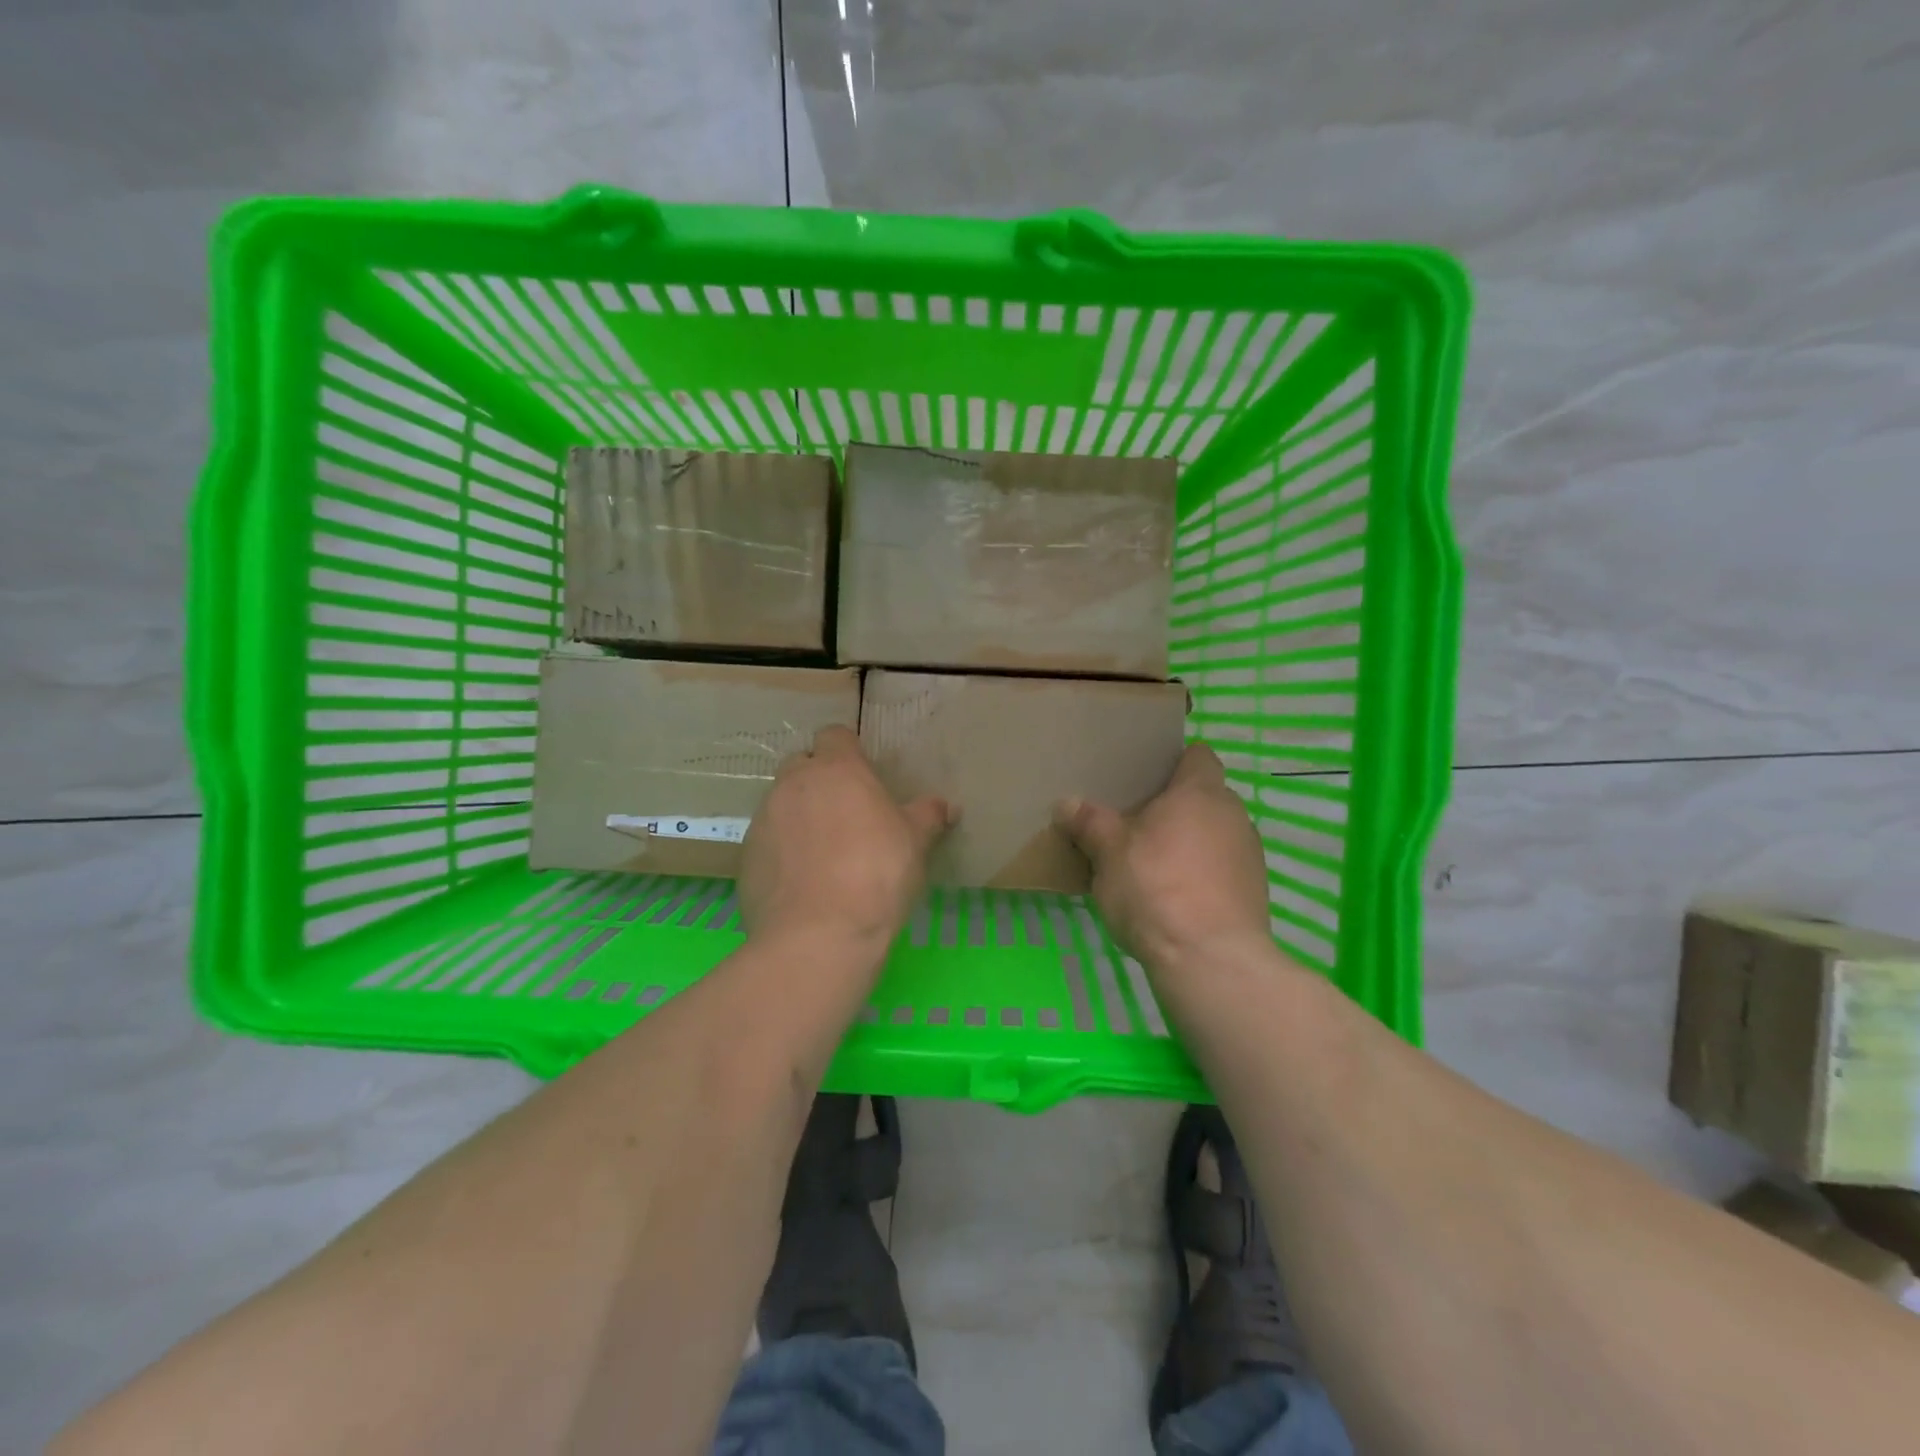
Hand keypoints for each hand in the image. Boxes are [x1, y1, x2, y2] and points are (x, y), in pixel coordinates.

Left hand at [740, 725, 953, 960]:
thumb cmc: (877, 874)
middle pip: (801, 765)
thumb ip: (927, 816)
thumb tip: (947, 806)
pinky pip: (767, 842)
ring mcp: (764, 819)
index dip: (848, 751)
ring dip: (798, 816)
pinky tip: (802, 882)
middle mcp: (794, 784)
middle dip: (818, 780)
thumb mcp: (915, 843)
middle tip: (845, 813)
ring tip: (823, 853)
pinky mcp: (746, 856)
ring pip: (781, 803)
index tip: (863, 774)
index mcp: (837, 769)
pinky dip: (781, 852)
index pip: (835, 735)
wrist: (819, 934)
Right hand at [1054, 744, 1275, 977]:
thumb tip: (1066, 803)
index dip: (1175, 762)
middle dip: (1175, 808)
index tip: (1146, 777)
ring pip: (1214, 835)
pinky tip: (1174, 899)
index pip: (1198, 756)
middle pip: (1204, 798)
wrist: (1210, 960)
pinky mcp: (1254, 893)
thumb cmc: (1155, 888)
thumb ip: (1089, 823)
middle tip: (1136, 825)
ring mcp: (1249, 855)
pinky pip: (1222, 870)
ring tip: (1153, 866)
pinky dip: (1201, 876)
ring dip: (1189, 844)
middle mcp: (1233, 815)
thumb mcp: (1108, 853)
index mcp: (1200, 792)